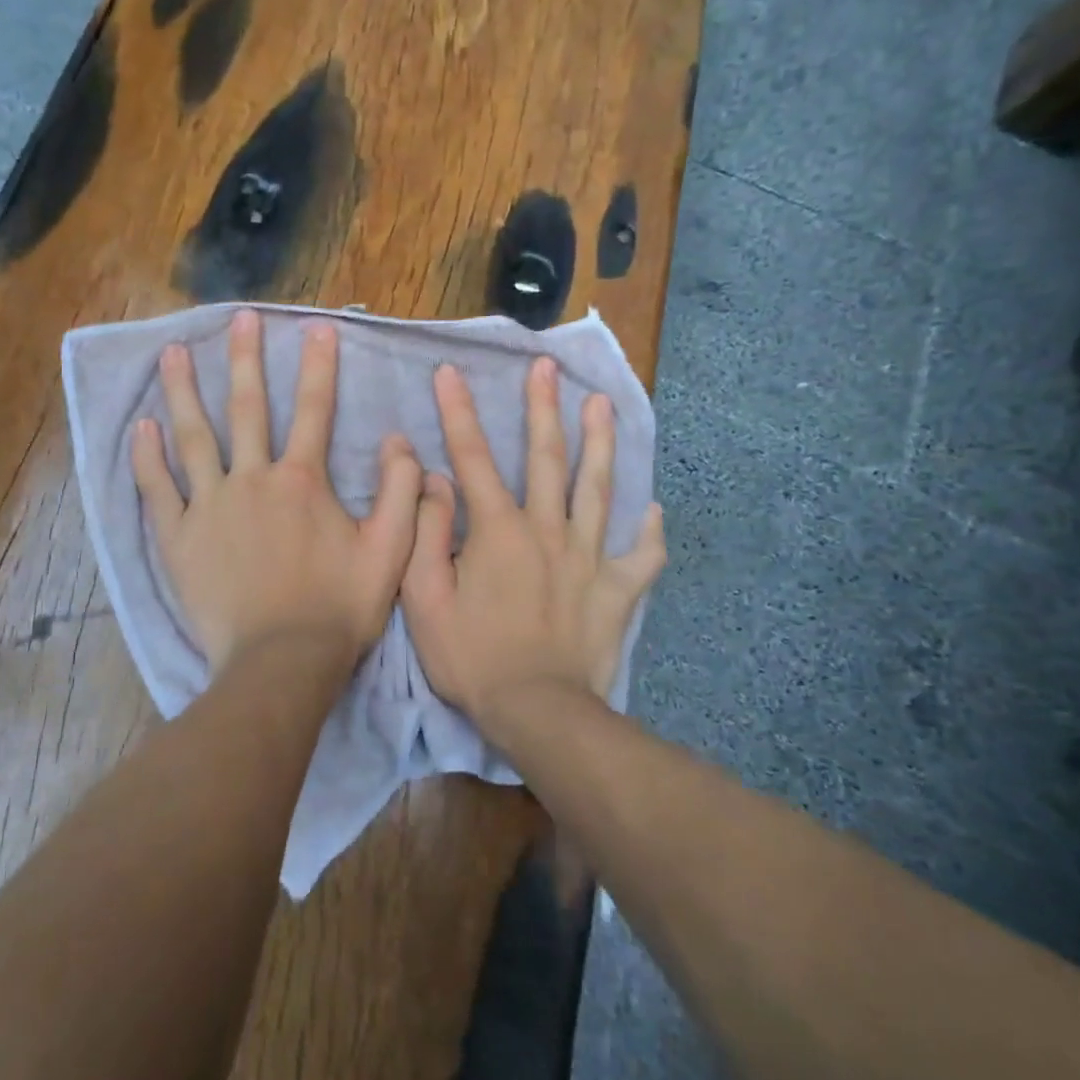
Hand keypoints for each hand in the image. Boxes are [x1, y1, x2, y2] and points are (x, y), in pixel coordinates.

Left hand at [132, 309, 422, 679]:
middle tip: (238, 318)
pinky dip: (147, 458)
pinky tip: (140, 427)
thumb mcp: (390, 551)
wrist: (281, 663)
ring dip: (184, 392)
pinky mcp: (179, 538)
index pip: (314, 410)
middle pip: (247, 408)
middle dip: (245, 359)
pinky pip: (158, 490)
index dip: (319, 366)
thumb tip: (398, 440)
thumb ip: (400, 492)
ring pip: (193, 438)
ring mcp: (210, 507)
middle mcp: (253, 480)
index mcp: (302, 481)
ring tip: (172, 352)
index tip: (317, 327)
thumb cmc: (339, 608)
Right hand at [402, 357, 664, 738]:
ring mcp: (589, 558)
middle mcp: (547, 530)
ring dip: (601, 443)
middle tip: (548, 366)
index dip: (458, 412)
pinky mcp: (618, 590)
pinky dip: (649, 533)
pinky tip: (654, 511)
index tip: (451, 371)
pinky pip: (641, 556)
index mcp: (498, 530)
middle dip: (544, 407)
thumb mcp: (425, 597)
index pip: (473, 458)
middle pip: (547, 458)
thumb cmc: (472, 656)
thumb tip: (434, 479)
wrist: (537, 712)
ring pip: (599, 490)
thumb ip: (427, 533)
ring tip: (605, 403)